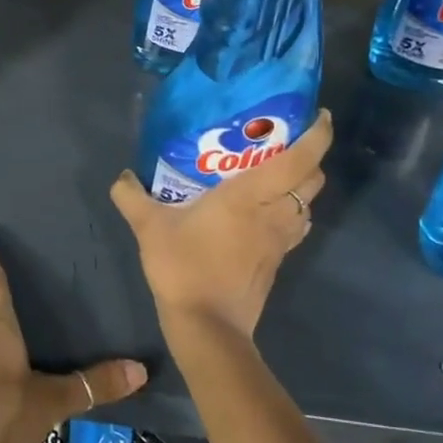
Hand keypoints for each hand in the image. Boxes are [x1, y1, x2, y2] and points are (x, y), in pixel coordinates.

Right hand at [110, 109, 331, 341]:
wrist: (207, 326)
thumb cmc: (184, 267)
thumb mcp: (149, 227)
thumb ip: (131, 196)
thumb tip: (122, 176)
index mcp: (251, 196)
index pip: (300, 159)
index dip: (318, 135)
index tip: (320, 115)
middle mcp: (275, 213)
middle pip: (313, 179)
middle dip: (308, 157)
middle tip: (282, 143)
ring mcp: (280, 240)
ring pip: (308, 204)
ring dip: (300, 187)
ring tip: (273, 175)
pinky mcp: (278, 261)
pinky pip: (295, 226)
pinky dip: (291, 211)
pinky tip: (264, 213)